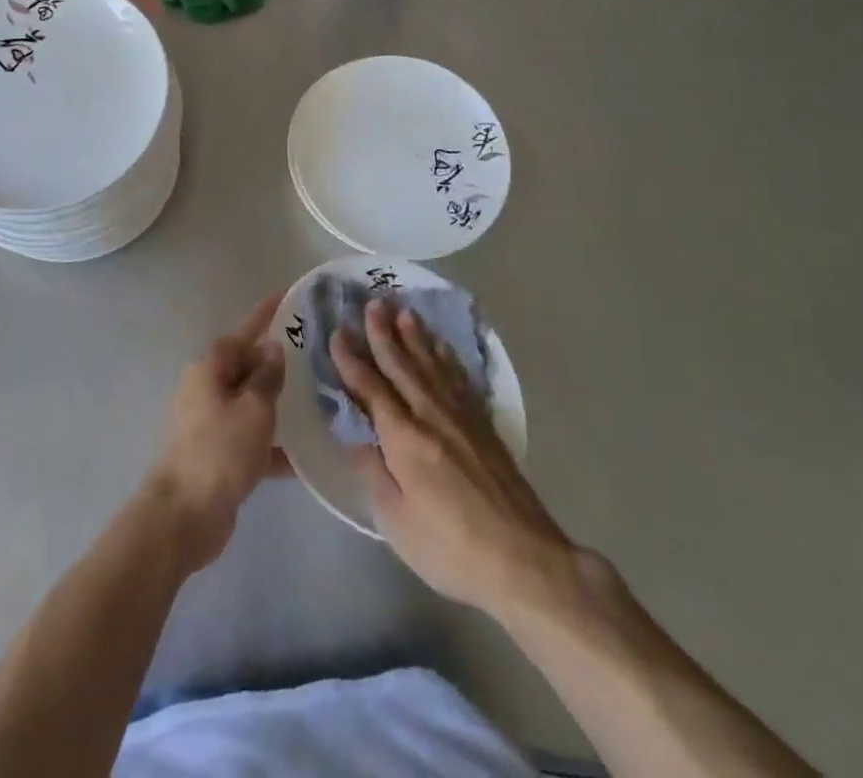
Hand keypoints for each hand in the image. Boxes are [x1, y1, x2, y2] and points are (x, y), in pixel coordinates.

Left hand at [146, 291, 287, 571]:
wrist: (184, 517)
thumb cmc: (220, 451)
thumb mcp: (254, 408)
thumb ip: (267, 376)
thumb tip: (271, 348)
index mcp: (210, 369)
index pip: (244, 332)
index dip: (266, 314)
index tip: (286, 296)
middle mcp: (207, 389)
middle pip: (247, 367)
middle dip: (276, 363)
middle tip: (313, 355)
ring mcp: (210, 423)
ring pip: (251, 404)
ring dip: (278, 405)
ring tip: (318, 401)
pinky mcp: (217, 456)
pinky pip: (251, 440)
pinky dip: (273, 446)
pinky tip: (305, 456)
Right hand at [331, 298, 574, 620]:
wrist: (525, 560)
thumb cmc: (451, 548)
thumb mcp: (397, 521)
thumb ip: (374, 473)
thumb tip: (355, 438)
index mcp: (404, 437)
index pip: (370, 388)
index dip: (351, 359)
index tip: (338, 332)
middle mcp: (431, 415)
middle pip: (402, 365)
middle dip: (384, 333)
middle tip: (374, 302)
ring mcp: (461, 418)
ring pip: (432, 365)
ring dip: (416, 337)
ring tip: (404, 311)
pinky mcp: (484, 427)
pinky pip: (460, 379)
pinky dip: (447, 358)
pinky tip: (442, 348)